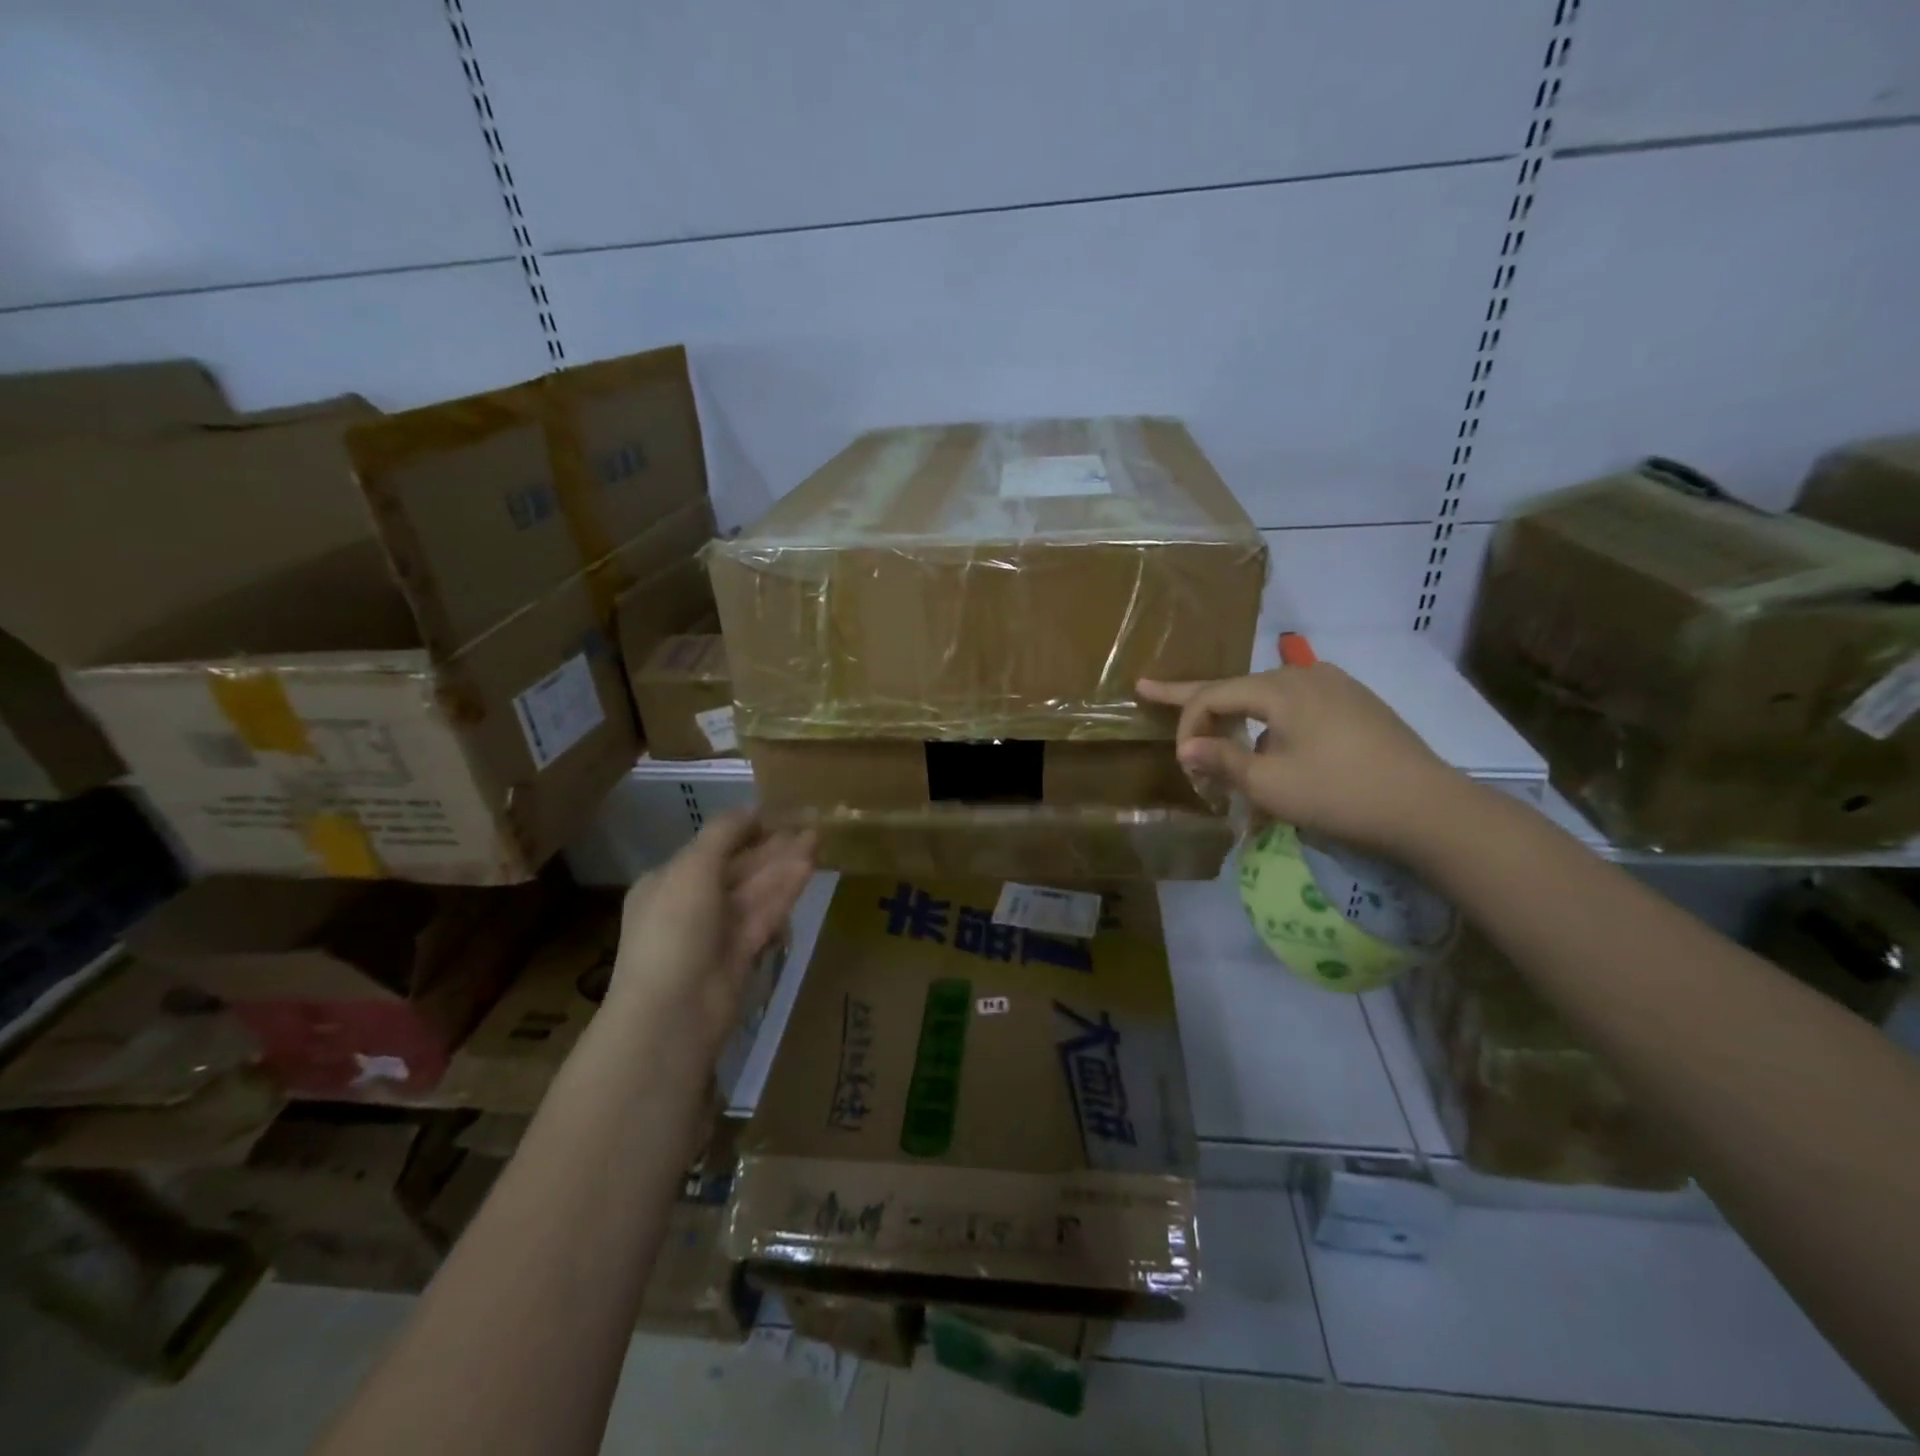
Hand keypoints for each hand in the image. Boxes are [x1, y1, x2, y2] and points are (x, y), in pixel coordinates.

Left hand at [609, 812, 814, 1065]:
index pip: (713, 846)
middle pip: (740, 866)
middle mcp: (694, 902)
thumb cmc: (674, 929)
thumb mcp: (691, 868)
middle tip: (811, 820)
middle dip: (774, 844)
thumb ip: (723, 834)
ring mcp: (720, 929)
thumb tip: (751, 809)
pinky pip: (767, 912)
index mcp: (670, 880)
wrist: (674, 1010)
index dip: (747, 828)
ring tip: (819, 837)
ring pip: (758, 888)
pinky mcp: (745, 951)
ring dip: (786, 863)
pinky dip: (786, 889)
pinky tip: (810, 867)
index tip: (781, 811)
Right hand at [1137, 665, 1465, 857]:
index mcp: (1280, 688)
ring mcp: (1336, 688)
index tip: (1182, 763)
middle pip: (1235, 687)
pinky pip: (1297, 709)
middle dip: (1193, 696)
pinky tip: (1272, 746)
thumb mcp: (1270, 784)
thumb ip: (1221, 761)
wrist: (1429, 808)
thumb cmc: (1339, 793)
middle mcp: (1305, 676)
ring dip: (1236, 718)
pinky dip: (1271, 724)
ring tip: (1215, 736)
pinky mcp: (1357, 706)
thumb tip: (1184, 748)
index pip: (1212, 696)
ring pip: (1266, 698)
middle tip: (1149, 688)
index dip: (1187, 725)